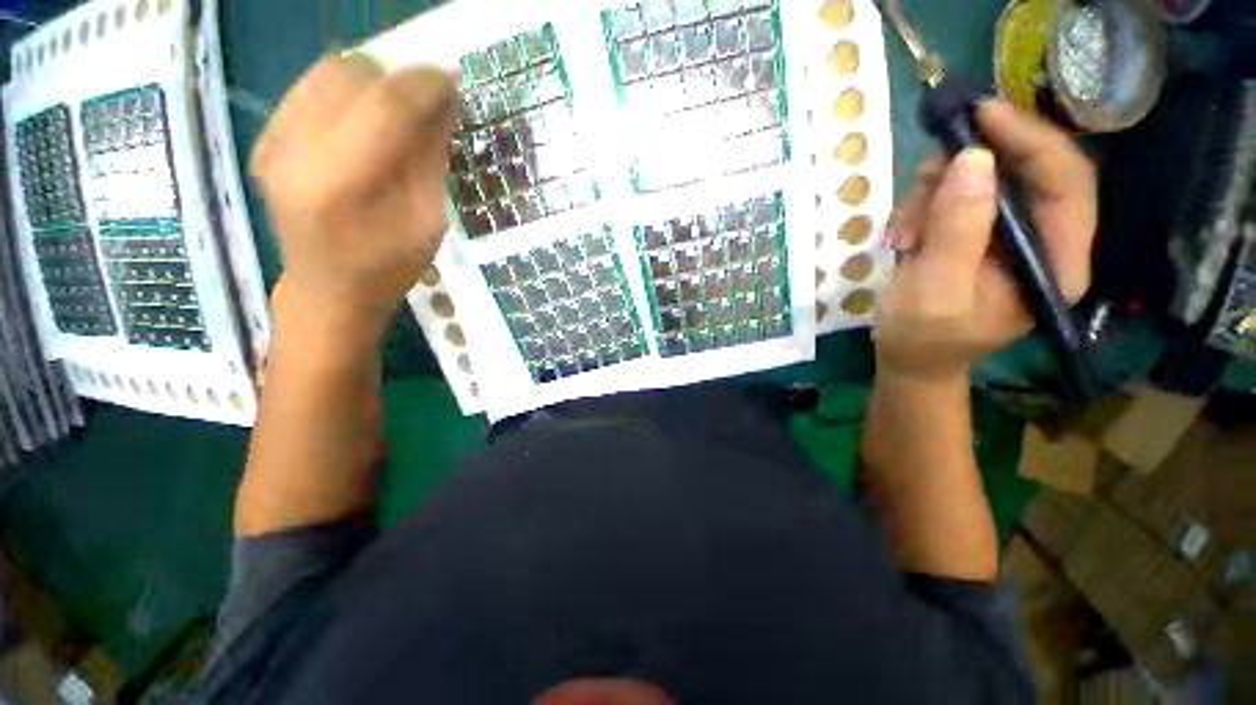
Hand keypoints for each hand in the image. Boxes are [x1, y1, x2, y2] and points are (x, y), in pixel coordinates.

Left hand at [252, 54, 456, 340]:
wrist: (328, 290)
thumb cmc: (388, 267)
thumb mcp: (427, 221)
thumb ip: (431, 158)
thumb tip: (445, 105)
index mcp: (340, 181)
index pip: (385, 105)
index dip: (424, 84)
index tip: (454, 79)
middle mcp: (295, 149)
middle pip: (351, 74)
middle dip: (399, 76)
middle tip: (430, 98)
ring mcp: (273, 141)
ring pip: (327, 71)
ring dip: (373, 78)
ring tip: (402, 105)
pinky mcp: (268, 138)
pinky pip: (310, 86)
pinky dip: (347, 88)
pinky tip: (368, 115)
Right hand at [875, 100, 1096, 383]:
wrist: (909, 359)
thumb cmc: (922, 337)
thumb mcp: (933, 290)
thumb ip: (956, 230)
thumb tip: (973, 159)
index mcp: (1054, 262)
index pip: (1066, 182)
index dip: (1030, 140)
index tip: (981, 115)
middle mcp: (1044, 242)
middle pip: (1024, 173)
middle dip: (969, 170)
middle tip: (924, 177)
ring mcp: (1010, 238)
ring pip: (984, 182)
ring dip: (936, 194)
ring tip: (903, 232)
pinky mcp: (980, 236)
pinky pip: (958, 198)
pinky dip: (926, 207)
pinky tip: (906, 236)